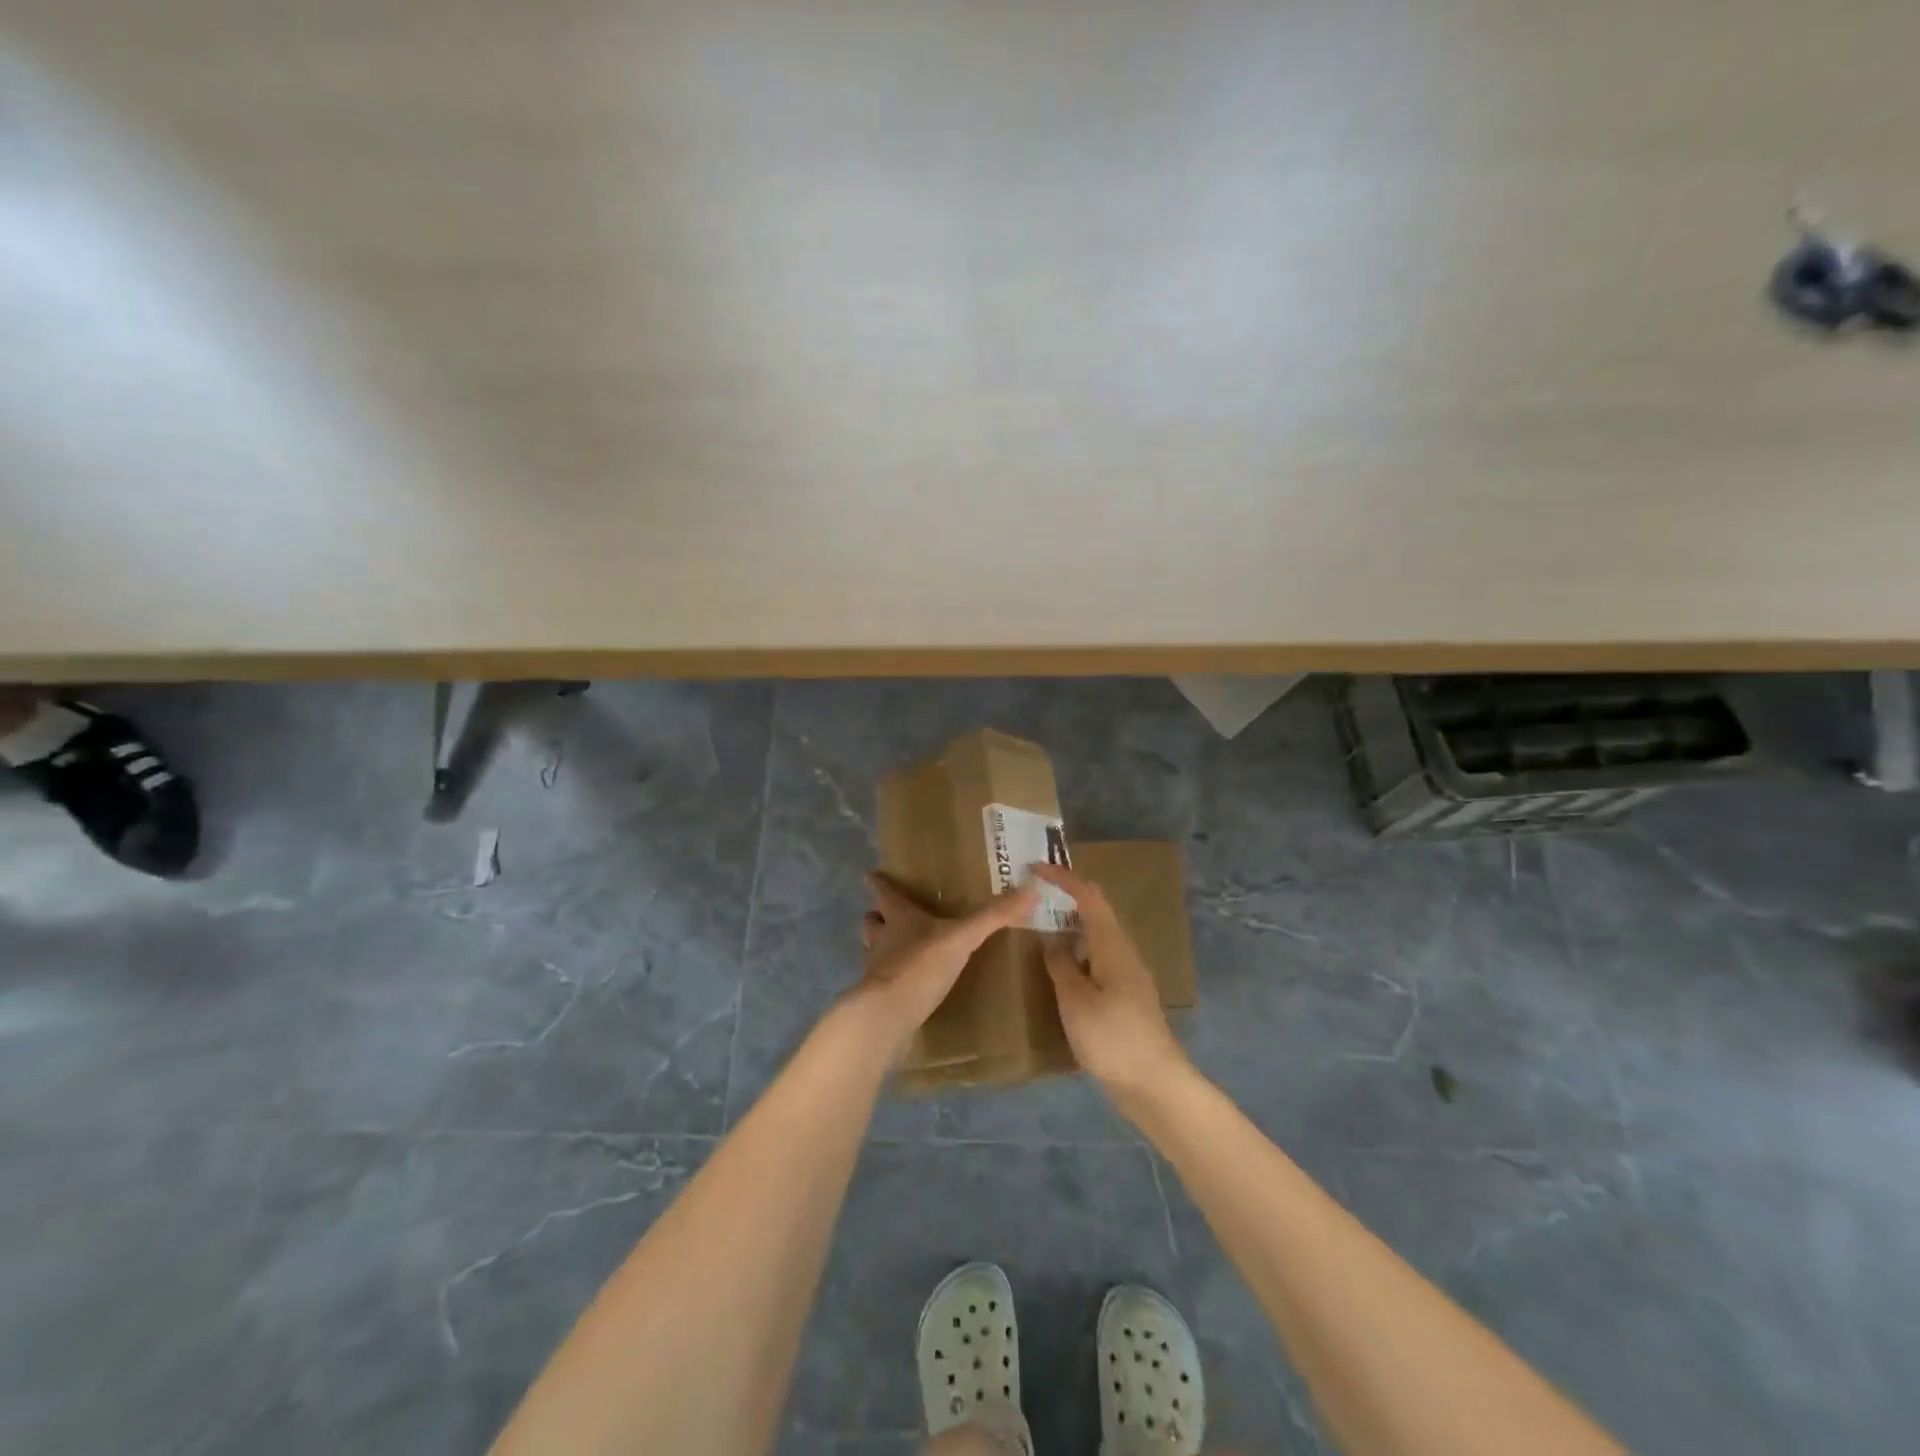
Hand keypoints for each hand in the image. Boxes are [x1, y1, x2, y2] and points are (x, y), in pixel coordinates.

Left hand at [847, 872, 1038, 1055]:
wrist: (889, 1014)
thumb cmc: (922, 965)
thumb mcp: (963, 937)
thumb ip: (994, 916)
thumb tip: (1031, 889)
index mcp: (899, 918)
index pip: (885, 894)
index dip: (879, 883)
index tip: (871, 874)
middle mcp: (882, 939)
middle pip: (873, 922)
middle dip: (878, 916)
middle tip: (885, 914)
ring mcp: (876, 970)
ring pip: (874, 950)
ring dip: (882, 947)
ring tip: (897, 949)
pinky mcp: (878, 998)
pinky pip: (884, 982)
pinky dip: (892, 979)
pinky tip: (906, 986)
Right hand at [1031, 864, 1189, 1101]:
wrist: (1154, 1084)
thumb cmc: (1112, 1037)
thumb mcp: (1075, 1000)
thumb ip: (1060, 965)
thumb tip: (1051, 939)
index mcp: (1112, 944)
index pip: (1088, 896)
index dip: (1063, 878)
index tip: (1034, 868)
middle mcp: (1124, 952)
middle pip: (1096, 912)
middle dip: (1066, 898)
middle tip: (1033, 897)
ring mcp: (1128, 974)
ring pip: (1097, 936)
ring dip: (1071, 926)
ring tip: (1039, 927)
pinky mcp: (1126, 996)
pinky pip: (1098, 958)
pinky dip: (1077, 951)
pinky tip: (1060, 968)